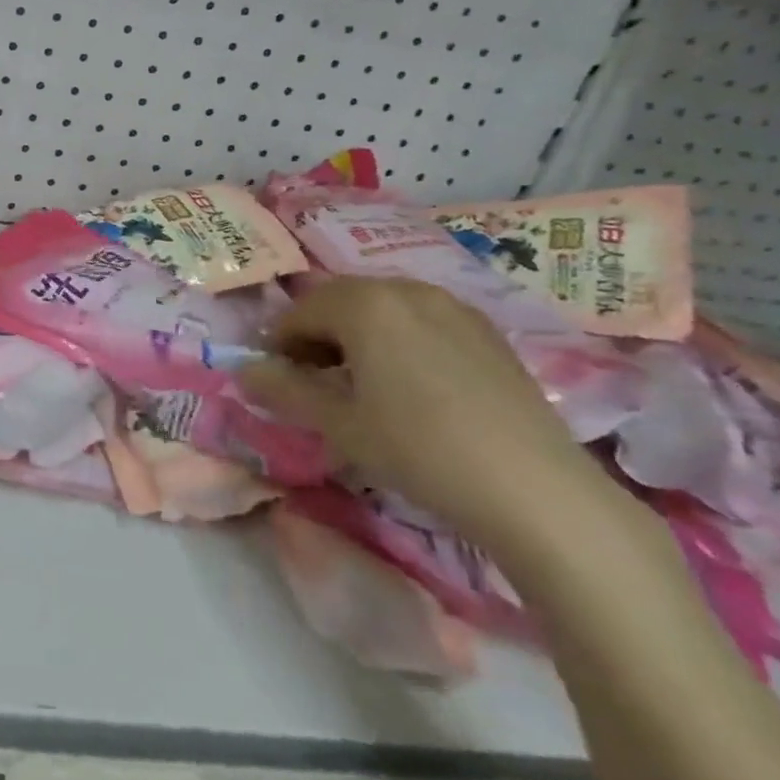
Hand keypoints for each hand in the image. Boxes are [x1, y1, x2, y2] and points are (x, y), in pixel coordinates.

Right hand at [240, 277, 613, 549]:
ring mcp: (453, 307)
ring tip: (359, 383)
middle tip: (312, 379)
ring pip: (383, 308)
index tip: (275, 377)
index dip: (278, 342)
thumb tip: (244, 371)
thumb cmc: (418, 449)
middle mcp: (407, 290)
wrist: (535, 490)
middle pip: (341, 300)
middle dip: (317, 334)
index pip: (300, 310)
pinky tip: (409, 385)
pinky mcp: (487, 331)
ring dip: (356, 335)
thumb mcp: (338, 425)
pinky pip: (422, 320)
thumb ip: (284, 390)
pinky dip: (398, 339)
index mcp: (366, 304)